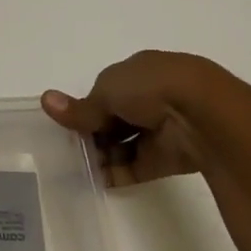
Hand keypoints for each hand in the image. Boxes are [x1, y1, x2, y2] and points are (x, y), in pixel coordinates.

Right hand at [41, 51, 227, 186]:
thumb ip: (79, 106)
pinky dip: (115, 173)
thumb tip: (46, 100)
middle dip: (93, 132)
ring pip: (124, 143)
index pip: (108, 90)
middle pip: (115, 118)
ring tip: (78, 166)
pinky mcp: (169, 157)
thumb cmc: (152, 88)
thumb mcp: (107, 91)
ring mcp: (163, 128)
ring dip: (102, 154)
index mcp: (142, 71)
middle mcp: (154, 98)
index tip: (70, 122)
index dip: (88, 106)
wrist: (204, 115)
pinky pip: (136, 166)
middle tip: (70, 146)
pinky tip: (93, 179)